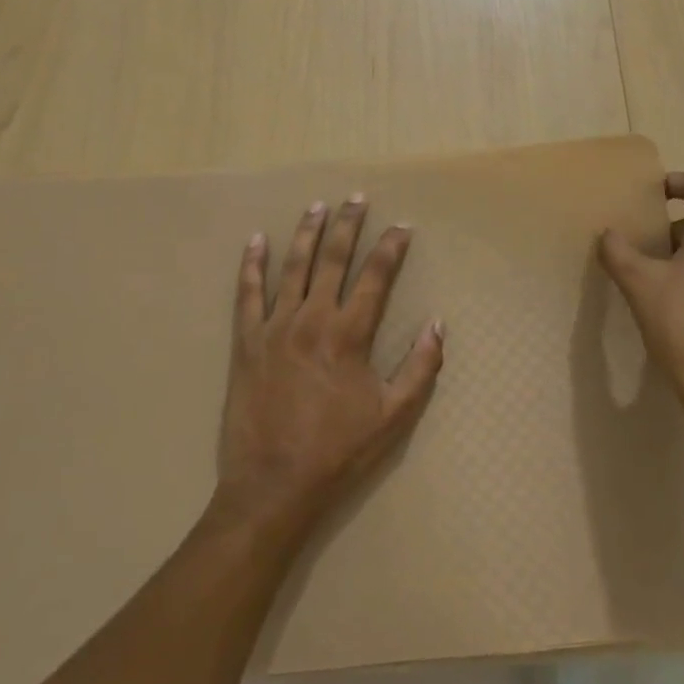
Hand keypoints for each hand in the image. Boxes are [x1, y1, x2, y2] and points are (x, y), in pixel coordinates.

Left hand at [212, 196, 444, 544]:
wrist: (273, 485)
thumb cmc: (338, 451)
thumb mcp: (394, 416)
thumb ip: (420, 367)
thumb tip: (438, 324)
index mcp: (349, 334)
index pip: (376, 277)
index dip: (391, 248)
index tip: (402, 227)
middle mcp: (312, 319)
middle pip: (333, 259)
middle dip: (348, 225)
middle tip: (356, 198)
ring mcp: (275, 327)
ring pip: (293, 267)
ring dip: (306, 233)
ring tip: (317, 206)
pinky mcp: (246, 342)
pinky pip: (247, 294)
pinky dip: (251, 265)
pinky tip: (256, 241)